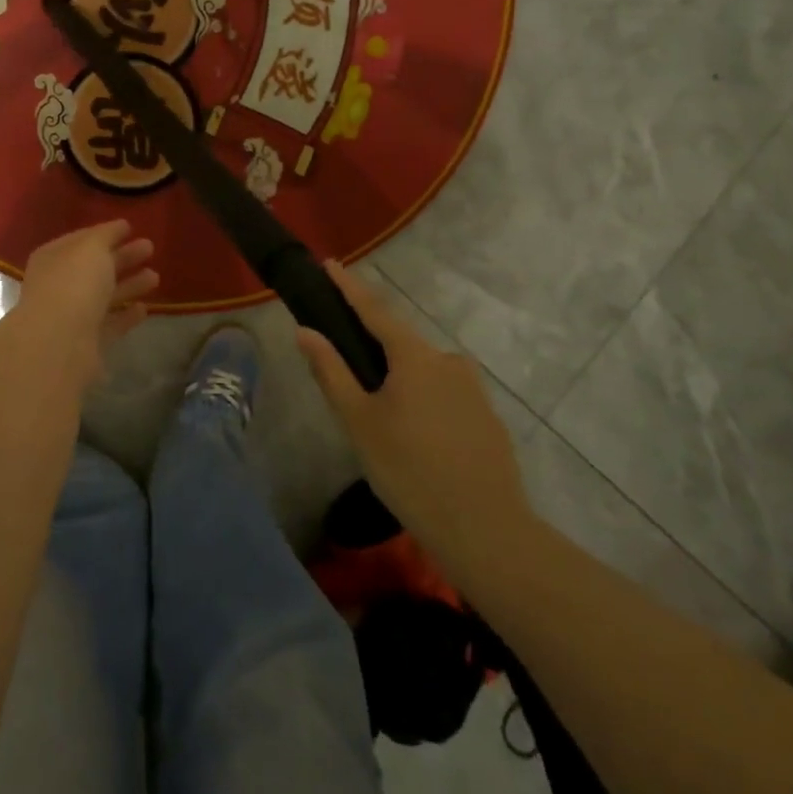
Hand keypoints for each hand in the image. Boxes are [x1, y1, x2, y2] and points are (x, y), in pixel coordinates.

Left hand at [11, 220, 157, 377]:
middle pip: (94, 267)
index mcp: (53, 257)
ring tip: (156, 276)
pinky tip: (144, 308)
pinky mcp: (87, 343)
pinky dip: (126, 316)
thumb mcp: (91, 248)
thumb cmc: (73, 284)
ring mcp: (72, 315)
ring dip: (129, 285)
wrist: (59, 345)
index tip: (131, 227)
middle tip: (150, 247)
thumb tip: (119, 226)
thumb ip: (106, 234)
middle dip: (122, 257)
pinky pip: (110, 324)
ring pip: (104, 296)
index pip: (81, 240)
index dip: (105, 233)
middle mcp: (59, 285)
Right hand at [296, 261, 533, 584]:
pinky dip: (423, 401)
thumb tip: (305, 330)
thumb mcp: (359, 421)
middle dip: (372, 348)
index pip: (375, 310)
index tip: (330, 264)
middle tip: (347, 374)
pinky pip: (444, 395)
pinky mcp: (487, 417)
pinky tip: (415, 438)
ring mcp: (473, 389)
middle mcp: (448, 361)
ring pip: (423, 371)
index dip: (349, 287)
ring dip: (398, 380)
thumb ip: (331, 371)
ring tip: (380, 419)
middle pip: (400, 343)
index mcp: (414, 356)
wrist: (485, 529)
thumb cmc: (409, 470)